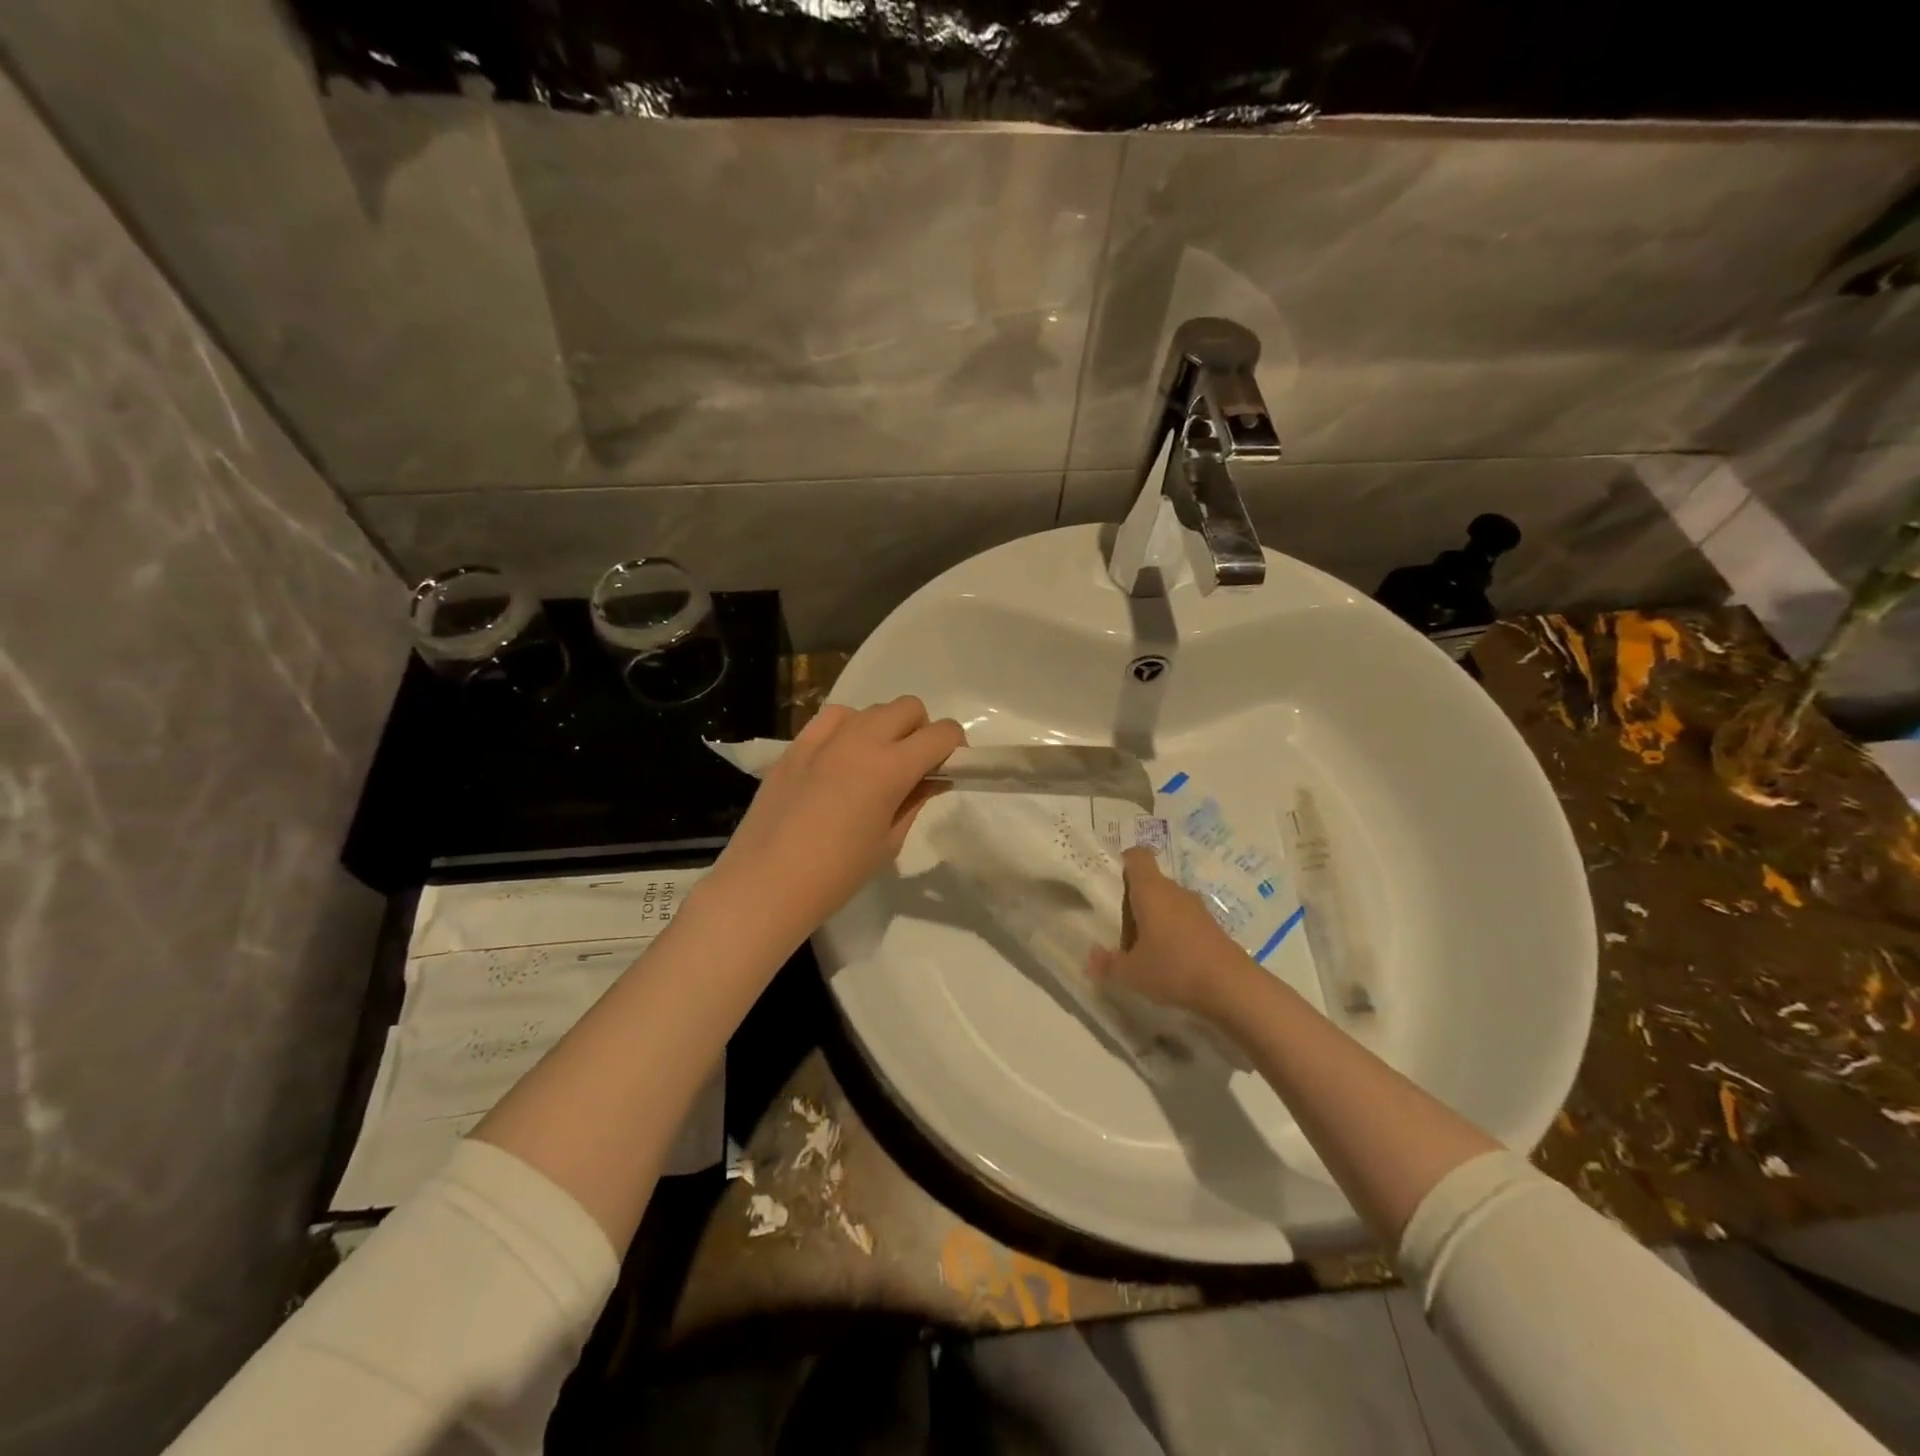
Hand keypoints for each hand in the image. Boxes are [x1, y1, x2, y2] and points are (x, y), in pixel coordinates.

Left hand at [714, 696, 964, 941]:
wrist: (766, 883)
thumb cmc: (837, 873)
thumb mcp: (889, 842)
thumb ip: (915, 800)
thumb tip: (931, 778)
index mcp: (891, 767)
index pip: (941, 733)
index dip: (954, 746)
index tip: (949, 767)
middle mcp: (861, 740)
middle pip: (908, 708)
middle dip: (921, 730)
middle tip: (913, 766)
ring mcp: (824, 738)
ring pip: (871, 709)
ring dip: (884, 728)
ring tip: (873, 764)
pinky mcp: (796, 745)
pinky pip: (833, 718)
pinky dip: (849, 728)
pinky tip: (840, 758)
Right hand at [1087, 848, 1253, 1018]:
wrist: (1232, 988)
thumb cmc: (1173, 968)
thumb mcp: (1131, 972)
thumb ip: (1108, 963)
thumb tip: (1092, 958)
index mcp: (1151, 890)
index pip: (1137, 857)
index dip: (1124, 863)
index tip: (1113, 884)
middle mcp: (1174, 891)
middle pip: (1150, 882)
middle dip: (1135, 902)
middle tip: (1122, 931)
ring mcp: (1197, 909)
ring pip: (1168, 902)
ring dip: (1155, 919)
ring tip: (1144, 950)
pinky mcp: (1213, 927)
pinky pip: (1185, 920)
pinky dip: (1174, 933)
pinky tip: (1170, 961)